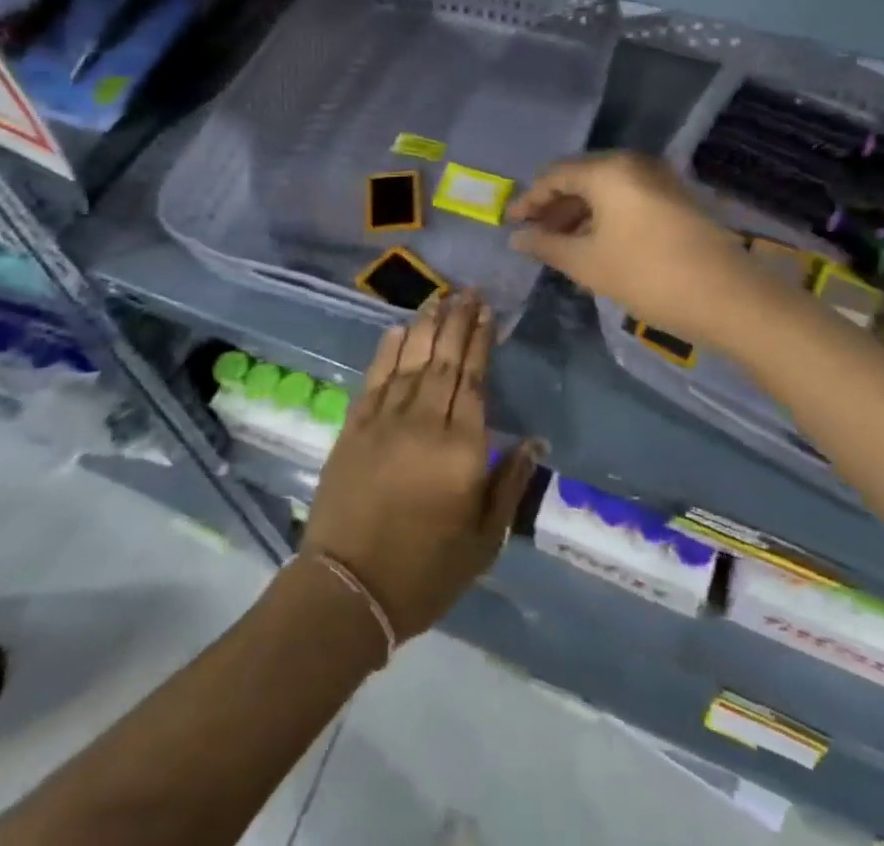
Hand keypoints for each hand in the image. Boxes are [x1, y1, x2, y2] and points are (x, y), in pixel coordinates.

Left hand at [302, 292, 542, 641]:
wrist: (348, 590)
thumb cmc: (426, 571)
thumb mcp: (484, 540)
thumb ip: (510, 484)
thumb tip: (534, 441)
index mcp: (462, 448)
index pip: (474, 380)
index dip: (481, 341)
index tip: (487, 312)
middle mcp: (424, 422)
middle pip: (444, 360)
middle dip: (458, 322)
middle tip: (468, 292)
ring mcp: (385, 421)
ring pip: (411, 360)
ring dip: (427, 326)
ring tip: (439, 299)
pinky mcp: (355, 428)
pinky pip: (375, 378)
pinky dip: (388, 351)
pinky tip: (398, 329)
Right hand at [507, 151, 769, 347]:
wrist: (728, 297)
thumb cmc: (647, 275)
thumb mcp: (588, 263)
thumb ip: (547, 245)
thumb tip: (517, 237)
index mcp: (608, 170)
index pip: (555, 175)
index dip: (529, 200)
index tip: (511, 224)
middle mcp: (633, 164)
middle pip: (581, 179)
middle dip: (555, 208)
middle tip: (535, 237)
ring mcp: (659, 180)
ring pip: (606, 191)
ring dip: (580, 216)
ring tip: (561, 248)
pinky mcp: (676, 200)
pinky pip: (628, 200)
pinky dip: (605, 219)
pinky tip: (595, 248)